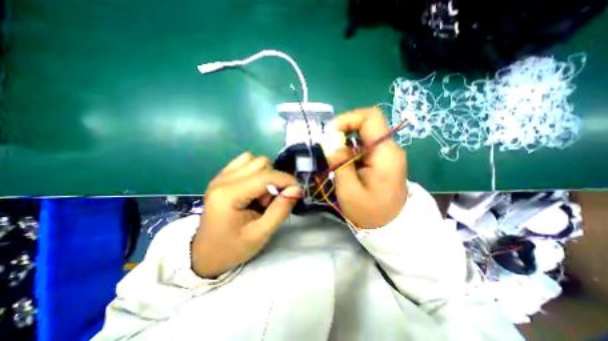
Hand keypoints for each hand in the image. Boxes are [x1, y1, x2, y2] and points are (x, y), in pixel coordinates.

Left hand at [191, 153, 301, 277]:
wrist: (206, 254)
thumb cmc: (233, 248)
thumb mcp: (261, 234)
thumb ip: (280, 210)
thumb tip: (296, 189)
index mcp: (228, 195)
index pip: (264, 176)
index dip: (285, 180)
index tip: (297, 190)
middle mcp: (223, 180)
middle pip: (260, 163)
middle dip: (273, 180)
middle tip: (270, 201)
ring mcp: (221, 176)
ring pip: (254, 160)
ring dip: (265, 174)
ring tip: (261, 195)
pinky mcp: (222, 176)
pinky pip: (245, 162)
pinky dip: (256, 171)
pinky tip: (254, 188)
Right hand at [325, 106, 404, 228]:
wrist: (391, 227)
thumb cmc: (369, 212)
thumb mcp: (349, 189)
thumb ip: (339, 161)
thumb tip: (330, 139)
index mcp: (385, 154)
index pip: (370, 118)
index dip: (348, 119)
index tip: (330, 132)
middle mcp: (389, 149)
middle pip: (367, 124)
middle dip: (344, 131)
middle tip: (329, 146)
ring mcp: (387, 154)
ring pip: (363, 135)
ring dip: (346, 143)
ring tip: (335, 160)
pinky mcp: (382, 159)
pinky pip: (364, 146)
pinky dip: (351, 151)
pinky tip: (345, 165)